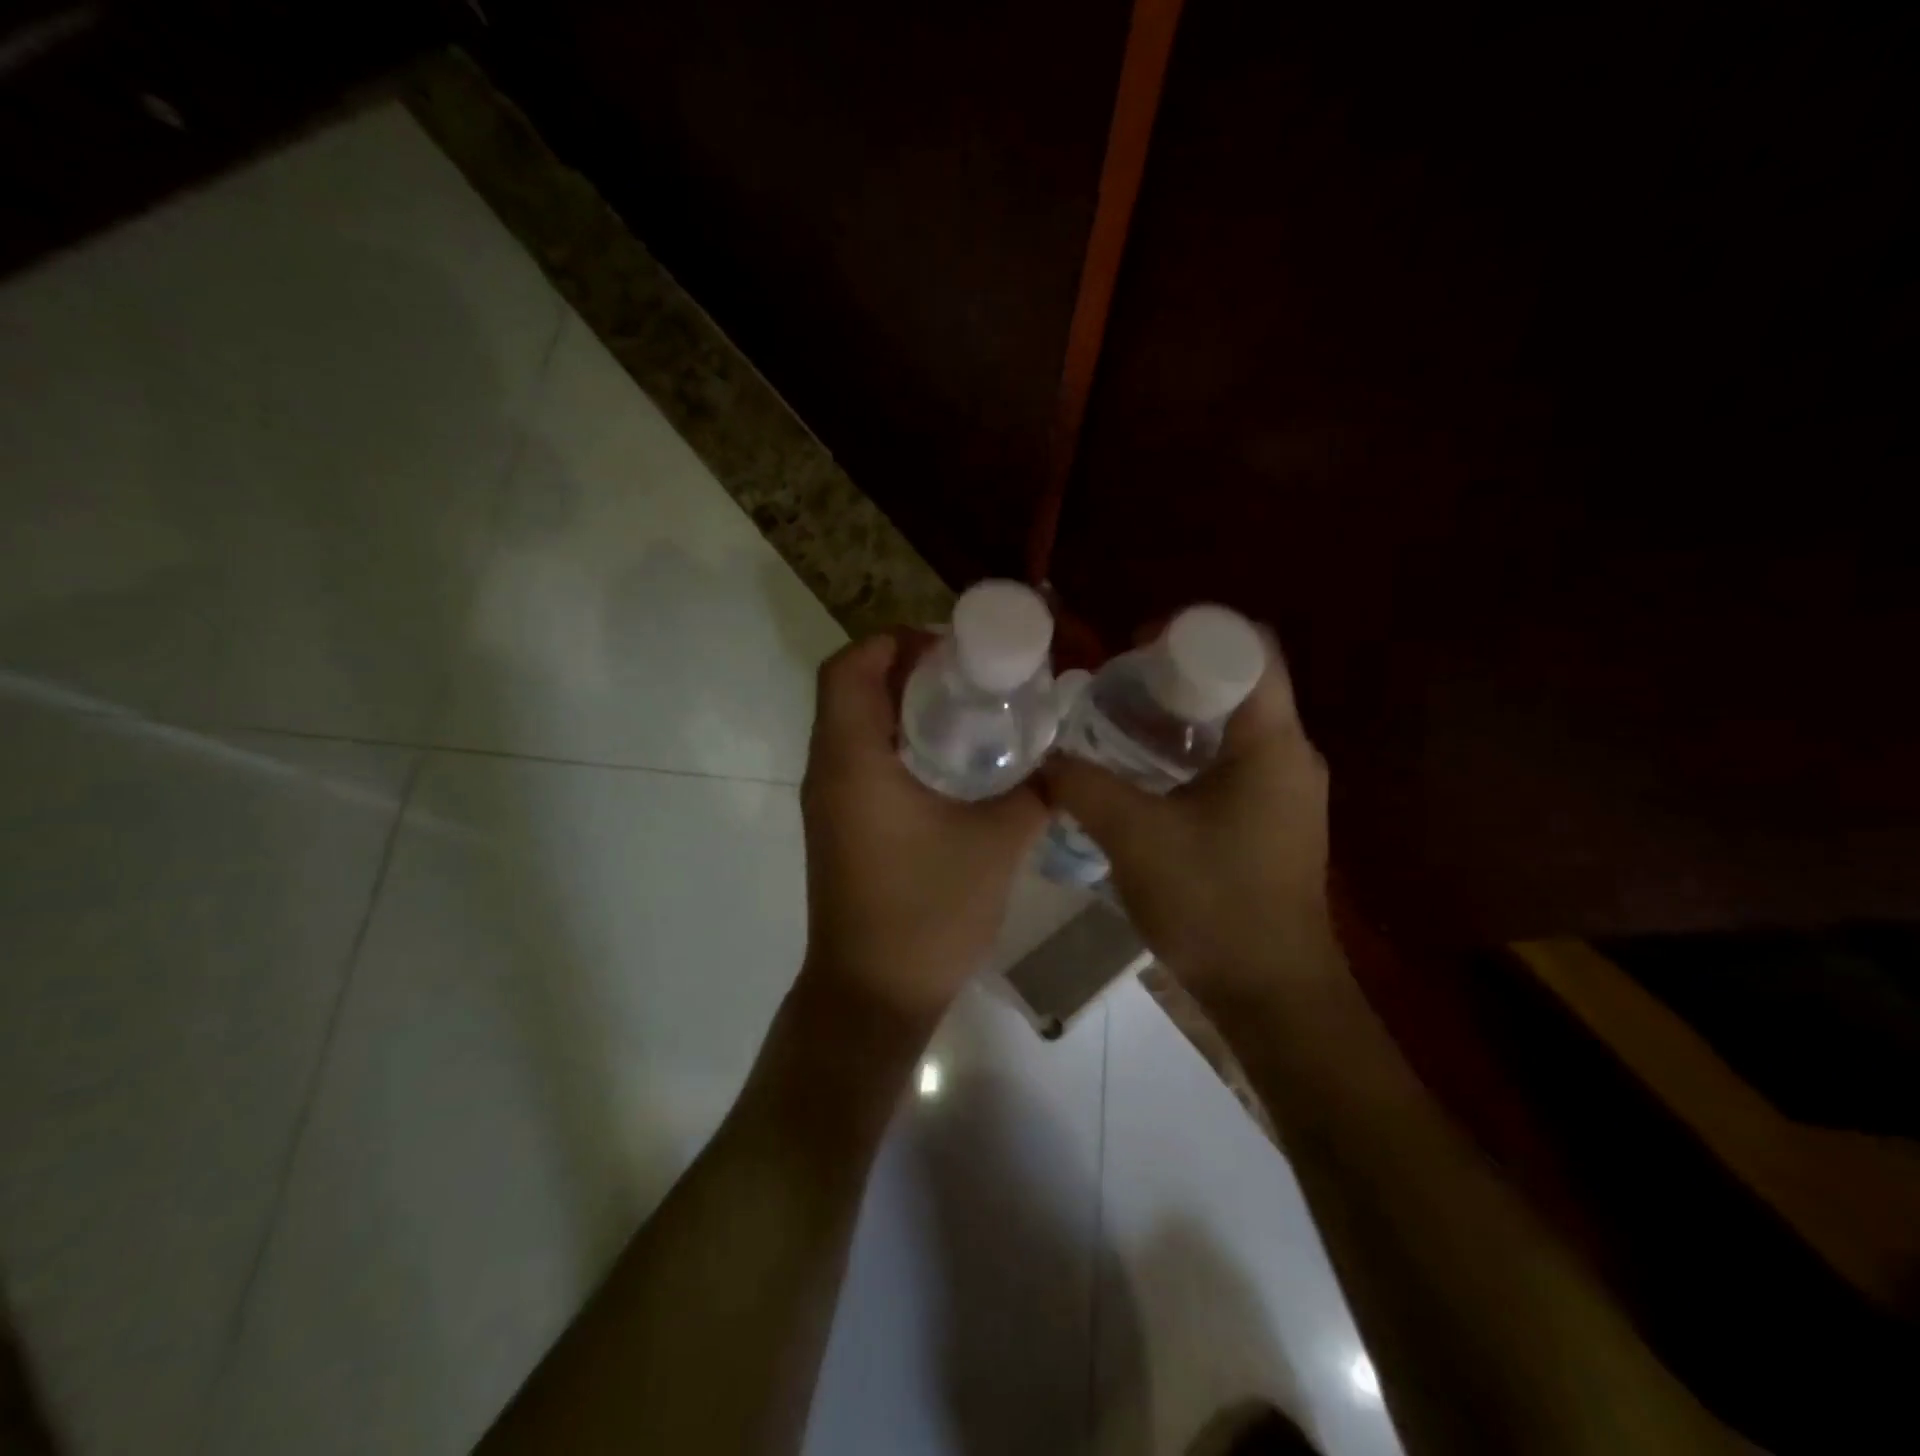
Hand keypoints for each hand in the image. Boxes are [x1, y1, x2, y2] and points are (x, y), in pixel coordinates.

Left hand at [799, 633, 1047, 1025]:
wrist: (875, 995)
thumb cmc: (928, 913)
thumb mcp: (996, 843)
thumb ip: (1034, 791)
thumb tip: (1064, 762)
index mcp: (853, 760)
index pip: (849, 668)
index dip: (893, 641)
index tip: (950, 647)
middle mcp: (828, 771)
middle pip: (851, 690)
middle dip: (905, 669)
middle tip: (970, 673)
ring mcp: (828, 802)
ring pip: (855, 725)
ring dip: (902, 706)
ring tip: (968, 709)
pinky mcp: (839, 826)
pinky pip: (861, 760)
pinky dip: (898, 742)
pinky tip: (951, 763)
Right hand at [1042, 633, 1336, 1010]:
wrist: (1272, 994)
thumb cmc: (1213, 903)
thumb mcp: (1135, 837)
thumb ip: (1083, 786)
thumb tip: (1041, 757)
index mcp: (1273, 743)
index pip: (1249, 649)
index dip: (1192, 632)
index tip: (1135, 645)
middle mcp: (1290, 755)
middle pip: (1238, 683)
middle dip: (1175, 674)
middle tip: (1114, 684)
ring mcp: (1286, 791)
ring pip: (1232, 726)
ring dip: (1179, 716)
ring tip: (1118, 723)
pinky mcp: (1273, 821)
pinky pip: (1232, 762)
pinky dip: (1188, 753)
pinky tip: (1142, 775)